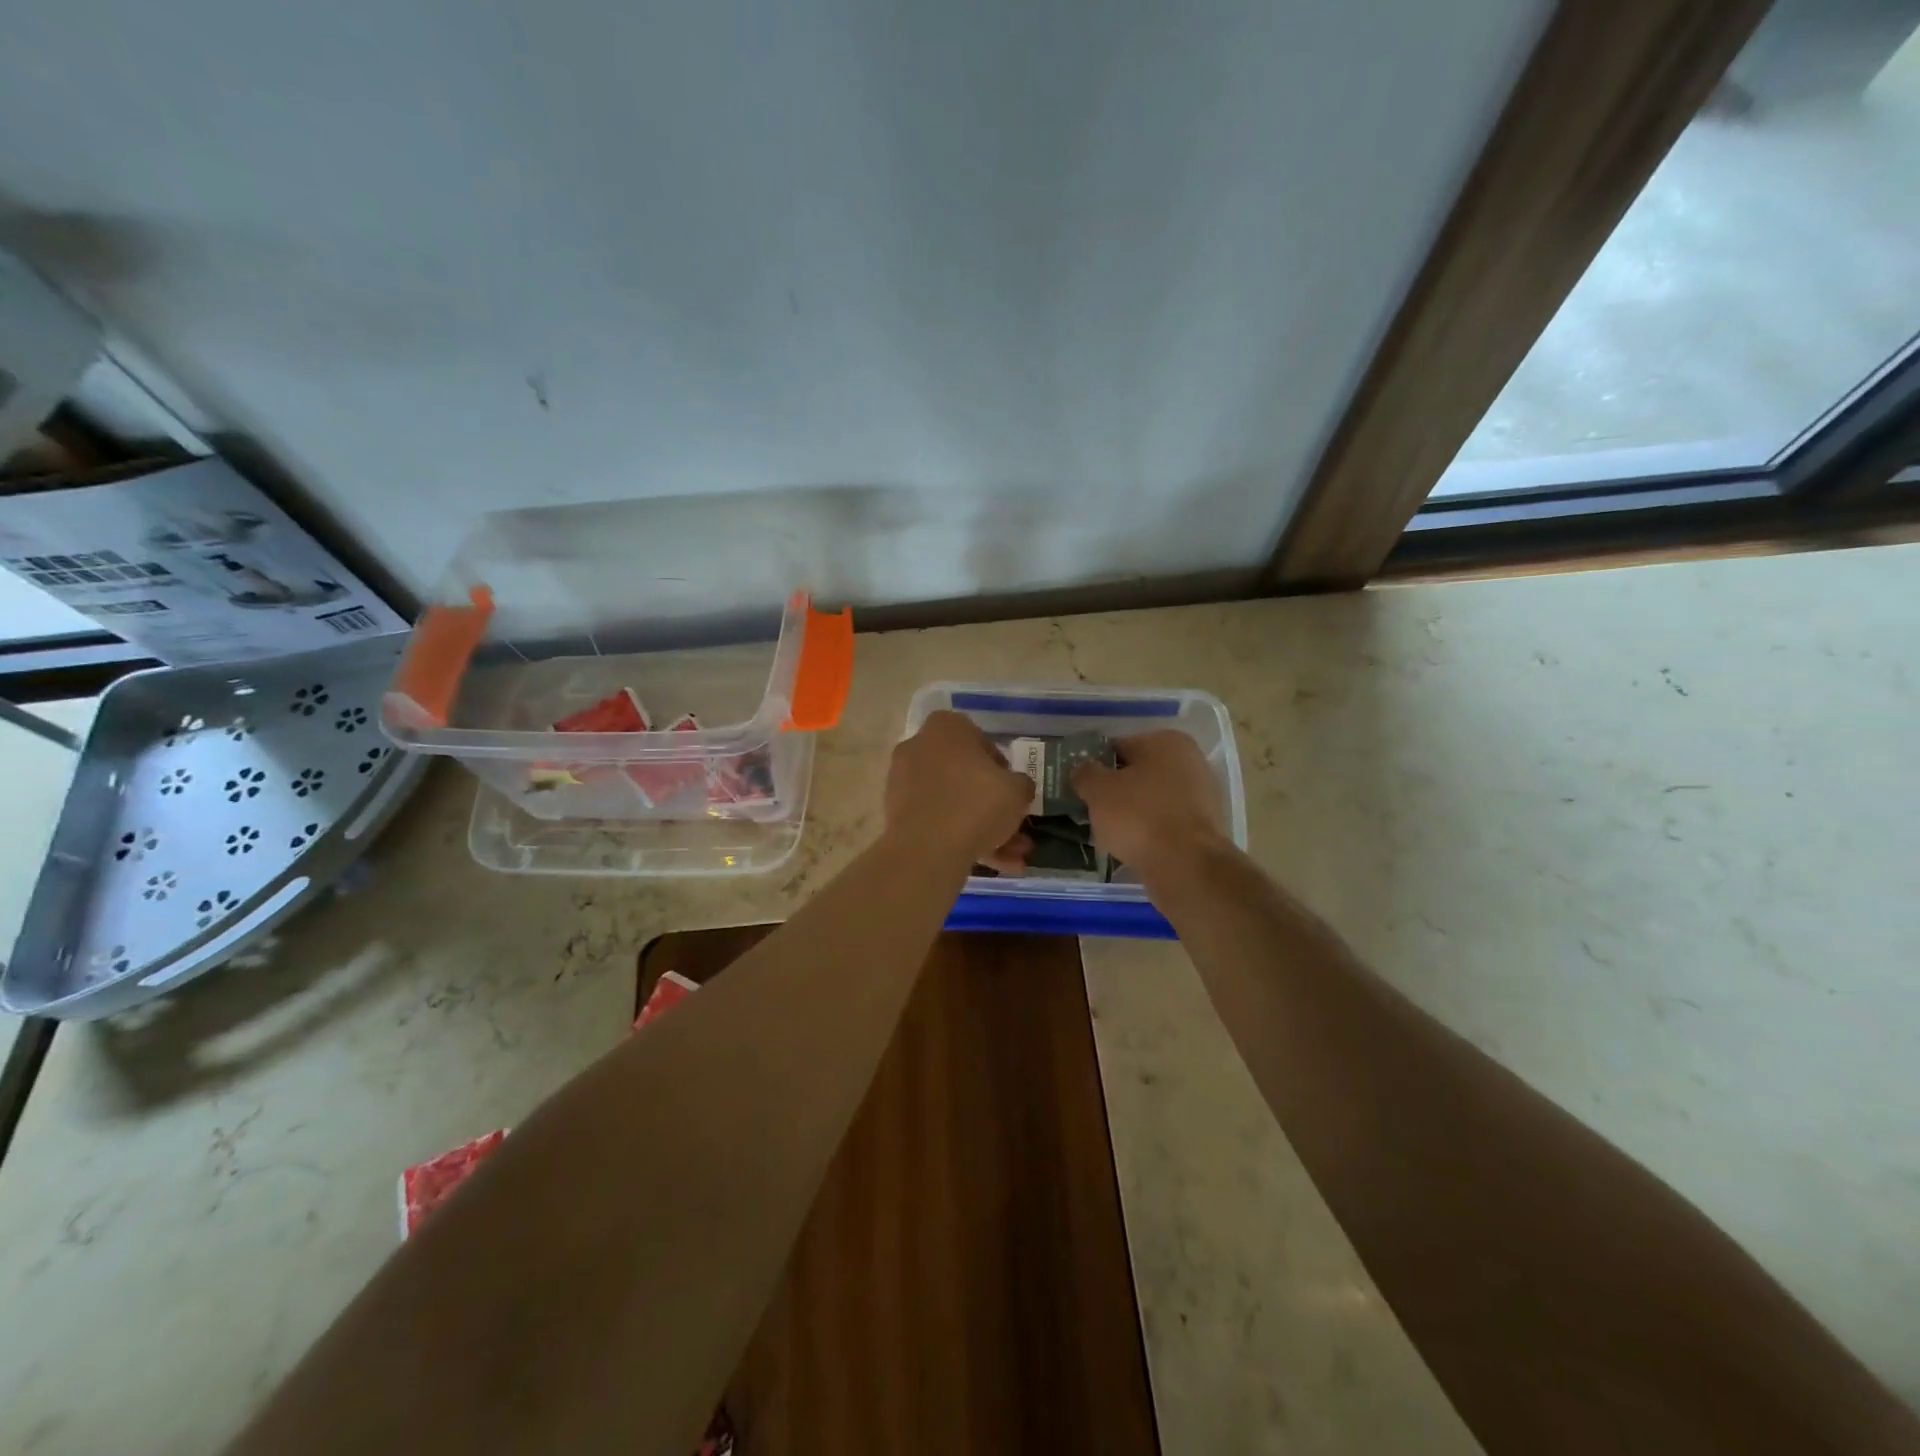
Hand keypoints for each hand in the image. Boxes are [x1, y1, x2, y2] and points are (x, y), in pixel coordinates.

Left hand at [886, 711, 1033, 870]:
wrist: (926, 849)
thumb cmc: (975, 804)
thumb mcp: (1017, 790)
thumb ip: (1021, 784)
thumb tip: (1017, 788)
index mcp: (945, 727)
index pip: (979, 739)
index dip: (1000, 766)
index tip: (1011, 789)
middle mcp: (918, 747)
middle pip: (963, 775)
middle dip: (992, 805)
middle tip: (1014, 827)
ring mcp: (903, 781)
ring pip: (952, 802)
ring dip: (982, 827)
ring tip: (1010, 858)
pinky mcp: (896, 813)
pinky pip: (936, 820)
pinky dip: (960, 838)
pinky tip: (989, 863)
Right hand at [1071, 731, 1227, 876]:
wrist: (1187, 865)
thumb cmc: (1139, 817)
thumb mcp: (1098, 791)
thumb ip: (1086, 774)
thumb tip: (1083, 769)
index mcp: (1167, 741)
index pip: (1119, 747)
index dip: (1097, 766)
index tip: (1082, 787)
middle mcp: (1192, 760)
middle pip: (1140, 773)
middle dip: (1118, 790)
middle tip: (1094, 810)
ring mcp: (1204, 794)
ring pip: (1155, 799)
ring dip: (1135, 811)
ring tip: (1113, 833)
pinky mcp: (1207, 826)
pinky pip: (1168, 822)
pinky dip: (1152, 830)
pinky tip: (1136, 846)